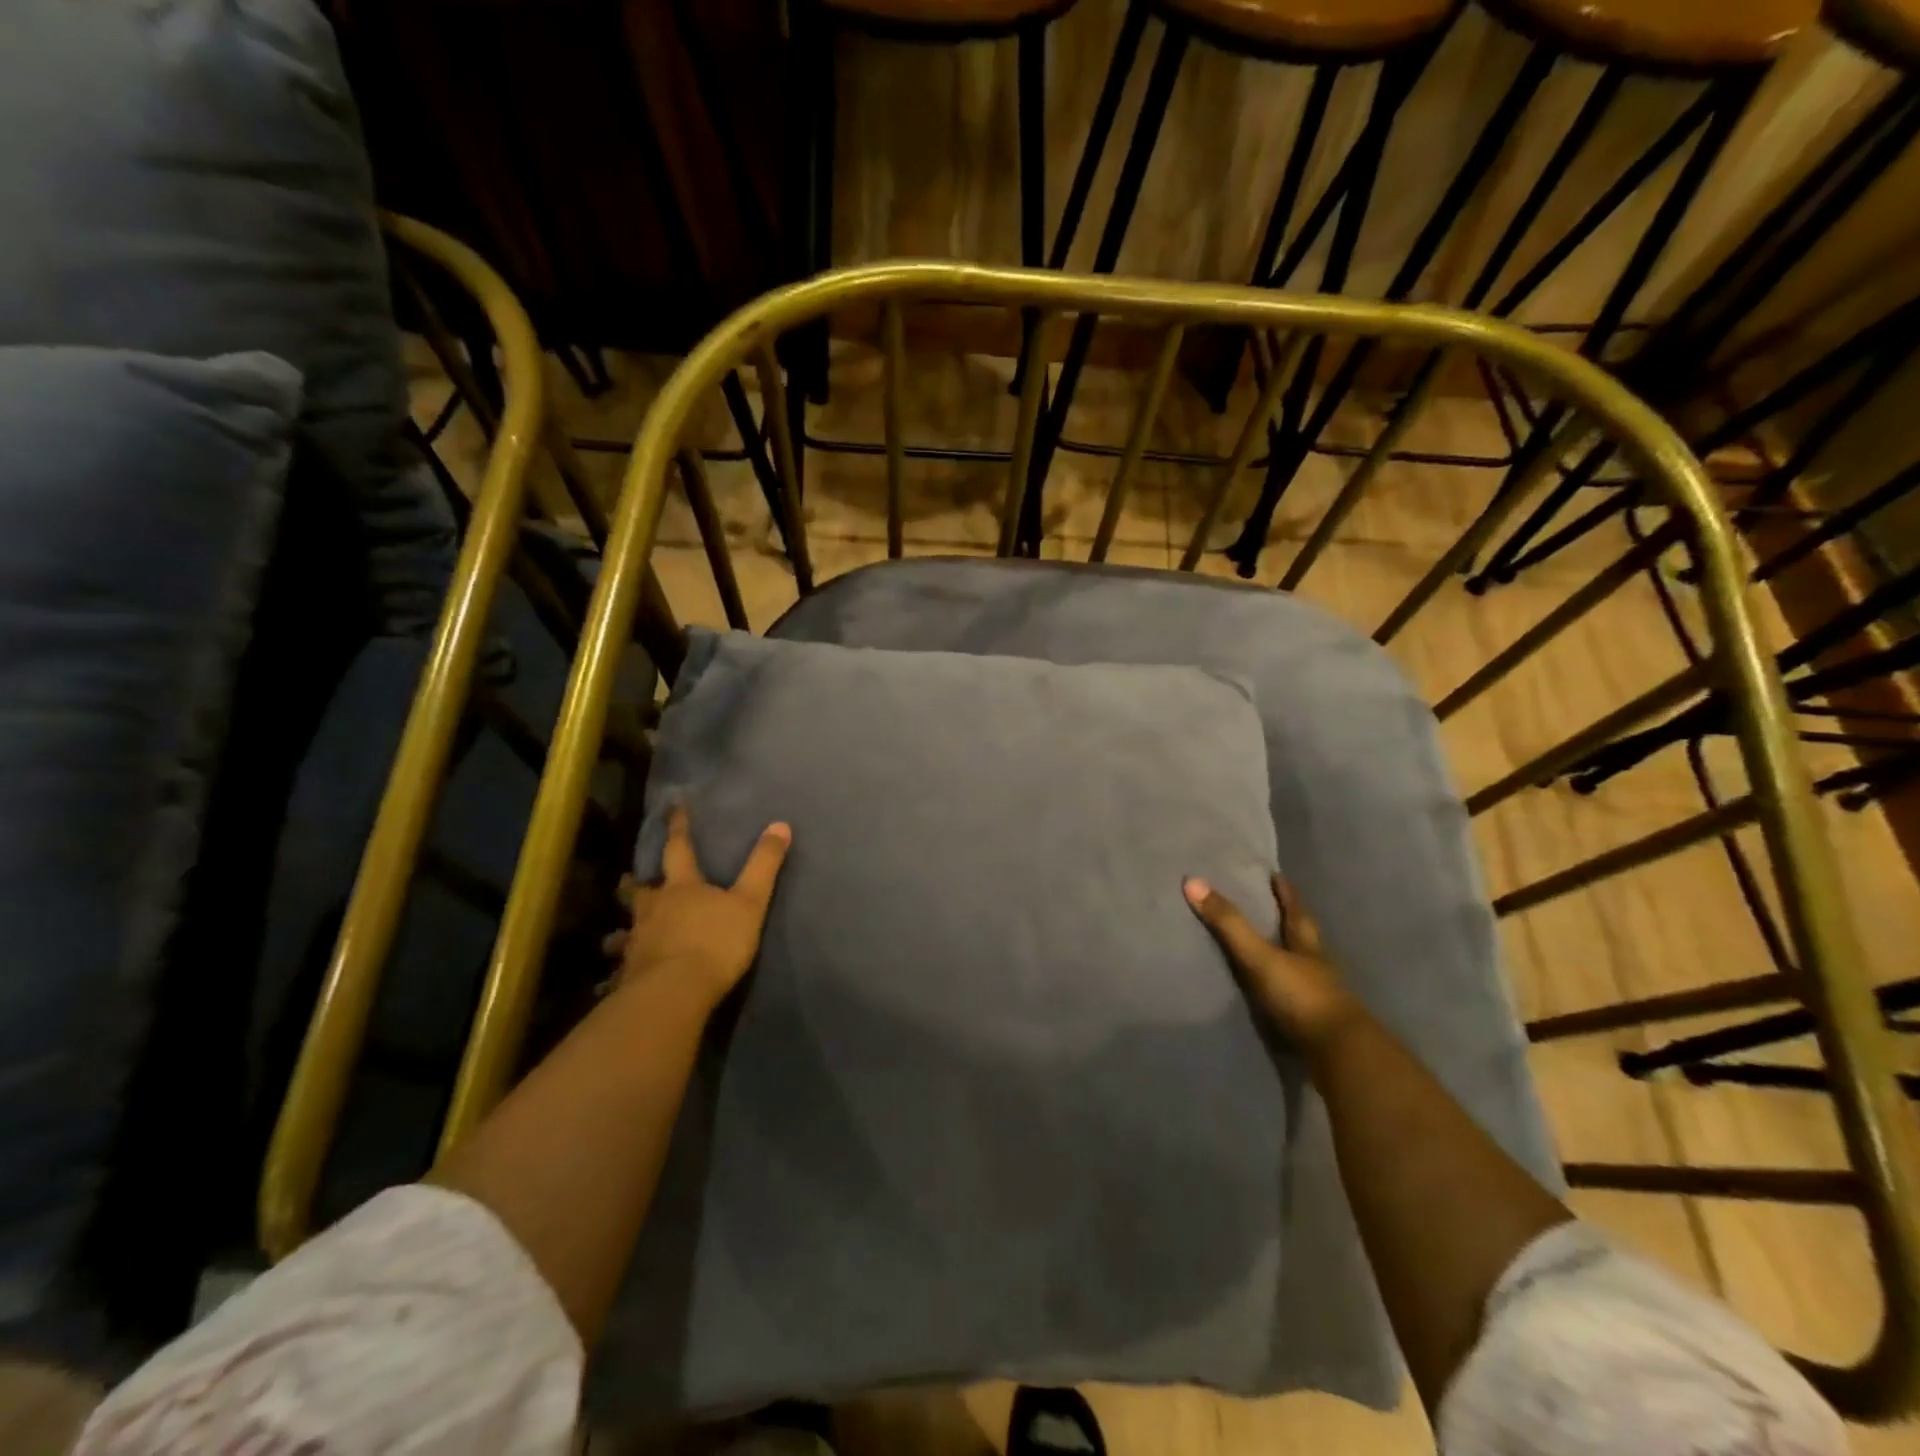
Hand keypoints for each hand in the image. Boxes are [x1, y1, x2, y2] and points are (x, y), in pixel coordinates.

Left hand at [609, 806, 791, 1013]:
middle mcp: (653, 910)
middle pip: (638, 891)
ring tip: (616, 937)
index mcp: (682, 888)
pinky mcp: (628, 975)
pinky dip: (614, 976)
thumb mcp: (750, 901)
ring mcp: (637, 943)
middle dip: (634, 883)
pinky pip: (618, 974)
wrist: (676, 990)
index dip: (678, 827)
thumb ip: (764, 865)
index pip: (679, 848)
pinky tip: (609, 985)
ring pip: (622, 933)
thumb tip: (780, 824)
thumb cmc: (716, 941)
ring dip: (619, 932)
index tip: (673, 807)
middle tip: (627, 878)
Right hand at [1183, 875, 1362, 1053]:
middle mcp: (1317, 967)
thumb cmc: (1301, 996)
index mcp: (1307, 946)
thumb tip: (1192, 881)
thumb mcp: (1260, 956)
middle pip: (1304, 938)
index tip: (1278, 876)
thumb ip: (1228, 924)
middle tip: (1275, 909)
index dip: (1287, 894)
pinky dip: (1286, 992)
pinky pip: (1297, 999)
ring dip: (1289, 958)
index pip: (1296, 912)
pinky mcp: (1317, 1025)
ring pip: (1304, 969)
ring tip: (1270, 950)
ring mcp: (1321, 997)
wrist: (1340, 1054)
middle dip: (1291, 923)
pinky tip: (1274, 995)